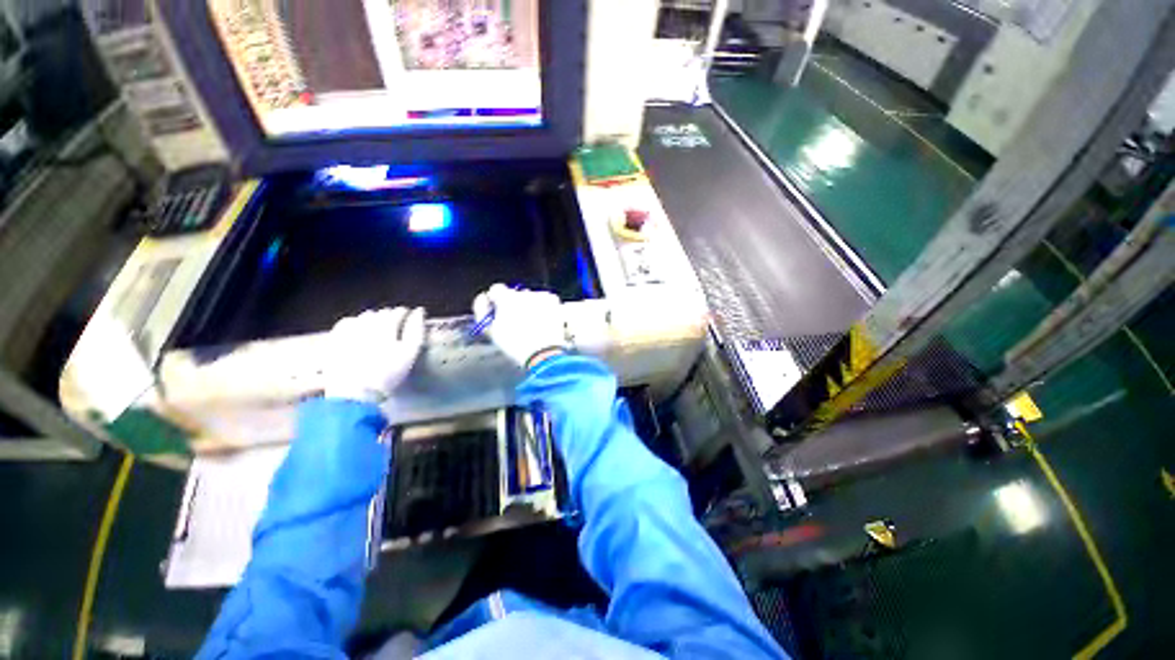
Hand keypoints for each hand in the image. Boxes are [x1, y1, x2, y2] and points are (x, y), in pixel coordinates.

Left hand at [323, 307, 424, 402]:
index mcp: (385, 326)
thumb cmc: (387, 374)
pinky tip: (358, 331)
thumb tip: (419, 311)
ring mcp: (348, 331)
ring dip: (373, 320)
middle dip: (389, 317)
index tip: (409, 320)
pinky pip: (346, 323)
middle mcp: (365, 324)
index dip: (405, 315)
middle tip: (396, 327)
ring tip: (378, 330)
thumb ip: (416, 330)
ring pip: (363, 317)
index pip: (397, 312)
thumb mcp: (409, 353)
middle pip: (380, 313)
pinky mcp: (335, 339)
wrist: (354, 394)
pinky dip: (355, 323)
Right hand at [473, 284, 566, 368]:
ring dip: (530, 305)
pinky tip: (543, 320)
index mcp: (506, 298)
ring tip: (532, 324)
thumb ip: (481, 310)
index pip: (496, 289)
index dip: (496, 300)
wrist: (543, 353)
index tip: (499, 310)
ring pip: (531, 297)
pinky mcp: (553, 301)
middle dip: (515, 304)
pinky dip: (544, 307)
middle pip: (515, 294)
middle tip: (518, 321)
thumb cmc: (514, 345)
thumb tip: (483, 297)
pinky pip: (545, 299)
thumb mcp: (491, 331)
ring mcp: (540, 296)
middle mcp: (523, 292)